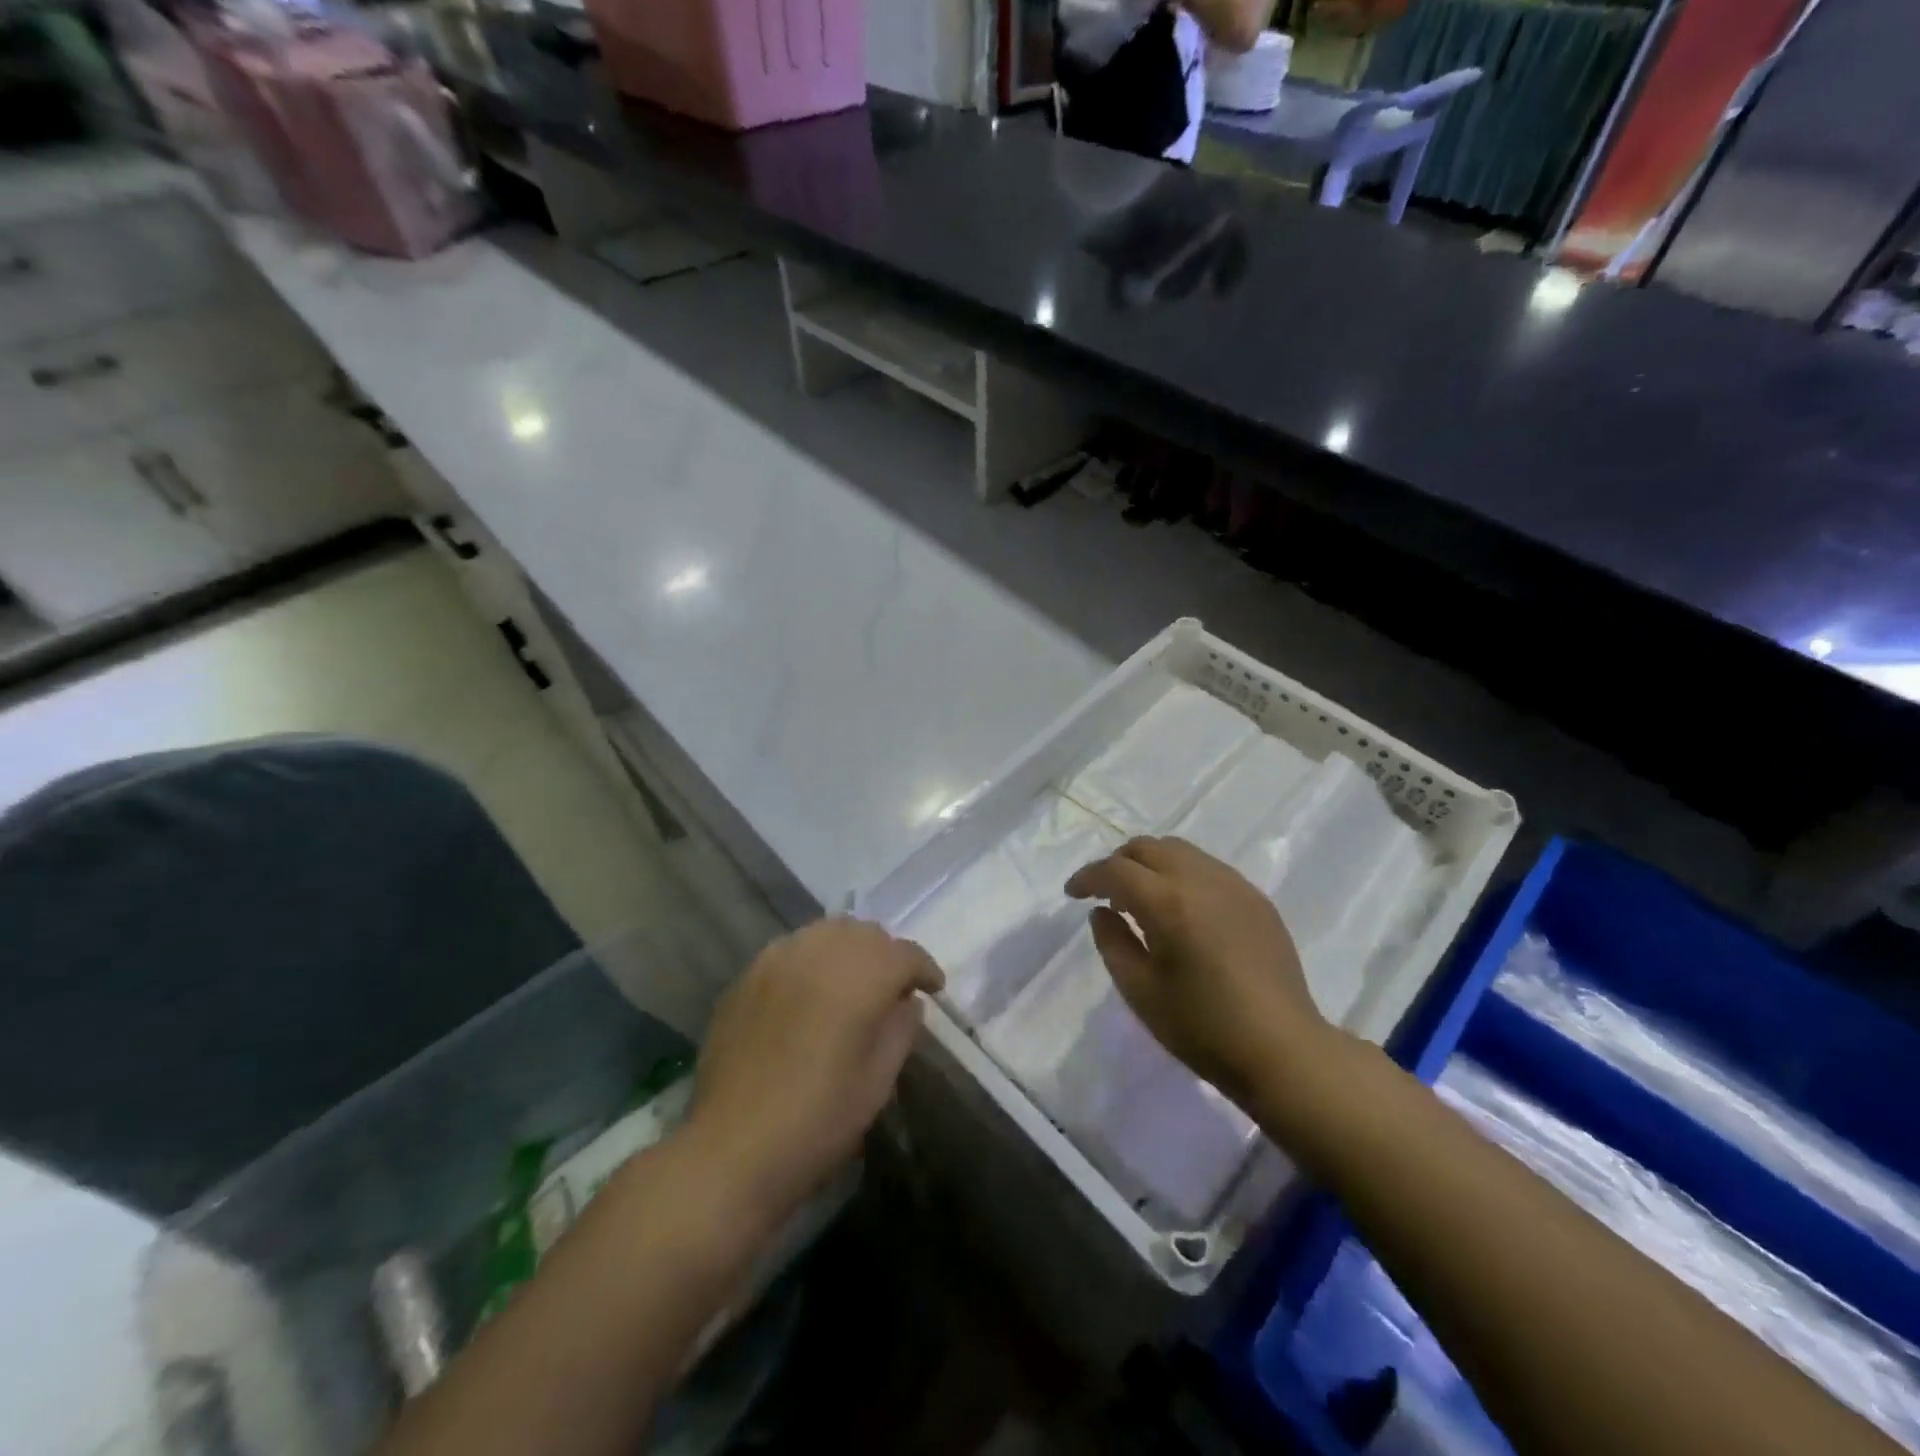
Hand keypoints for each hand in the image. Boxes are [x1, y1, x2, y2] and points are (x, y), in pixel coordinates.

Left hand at [683, 919, 942, 1222]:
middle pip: (865, 933)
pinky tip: (810, 992)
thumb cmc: (818, 1119)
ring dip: (848, 950)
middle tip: (893, 987)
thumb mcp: (878, 1081)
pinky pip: (792, 950)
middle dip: (886, 954)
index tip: (933, 989)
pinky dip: (812, 960)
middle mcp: (819, 952)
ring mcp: (777, 959)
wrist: (732, 1148)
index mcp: (860, 976)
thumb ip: (901, 1029)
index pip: (904, 954)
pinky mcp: (747, 975)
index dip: (923, 969)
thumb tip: (906, 1003)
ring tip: (852, 984)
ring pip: (826, 933)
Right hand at [1065, 836, 1330, 1105]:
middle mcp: (1201, 880)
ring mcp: (1234, 885)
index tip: (1072, 894)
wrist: (1283, 1051)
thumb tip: (1102, 913)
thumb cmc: (1203, 1028)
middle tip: (1105, 893)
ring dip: (1151, 864)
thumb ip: (1113, 943)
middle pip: (1148, 847)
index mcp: (1168, 902)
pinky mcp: (1256, 899)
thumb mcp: (1140, 992)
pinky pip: (1208, 868)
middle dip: (1118, 863)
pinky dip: (1182, 874)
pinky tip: (1182, 910)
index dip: (1088, 877)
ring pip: (1180, 850)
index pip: (1116, 870)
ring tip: (1142, 899)